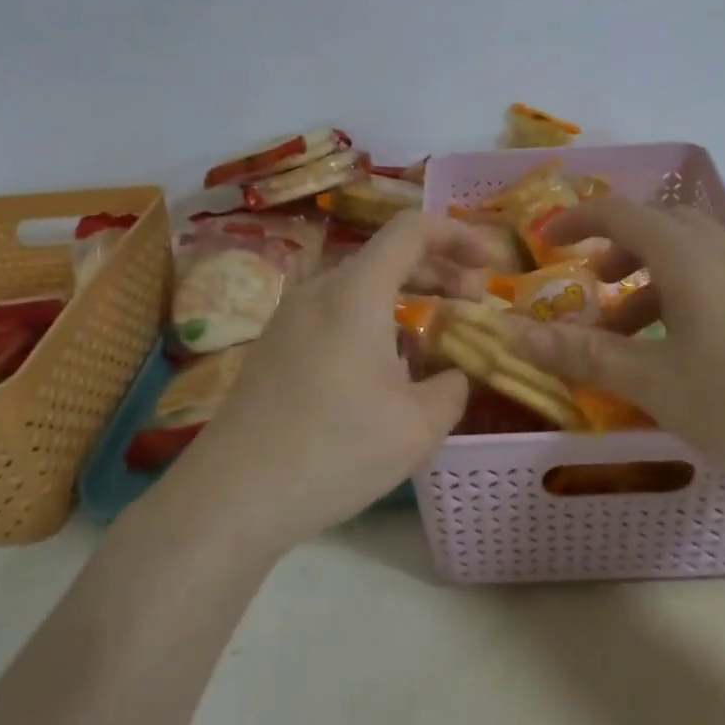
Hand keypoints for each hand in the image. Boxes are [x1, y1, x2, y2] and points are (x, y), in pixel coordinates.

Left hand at [159, 211, 490, 552]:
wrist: (234, 496)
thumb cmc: (335, 450)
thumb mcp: (418, 426)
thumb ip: (452, 387)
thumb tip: (453, 374)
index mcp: (356, 292)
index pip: (412, 229)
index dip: (458, 235)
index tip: (490, 265)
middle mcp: (320, 291)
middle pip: (388, 255)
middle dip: (439, 270)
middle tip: (474, 301)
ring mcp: (291, 317)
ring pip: (361, 287)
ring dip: (406, 298)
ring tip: (434, 338)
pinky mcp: (276, 346)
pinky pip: (336, 313)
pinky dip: (374, 321)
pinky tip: (385, 370)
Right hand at [516, 199, 724, 488]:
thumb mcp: (655, 382)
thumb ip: (585, 356)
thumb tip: (516, 335)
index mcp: (685, 256)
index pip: (619, 213)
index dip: (576, 220)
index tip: (545, 242)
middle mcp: (720, 251)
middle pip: (657, 225)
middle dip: (615, 248)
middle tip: (590, 285)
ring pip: (686, 255)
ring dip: (646, 280)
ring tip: (625, 333)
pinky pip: (712, 280)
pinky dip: (678, 297)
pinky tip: (677, 352)